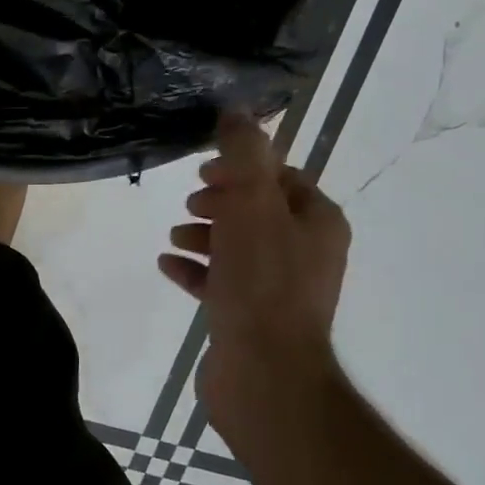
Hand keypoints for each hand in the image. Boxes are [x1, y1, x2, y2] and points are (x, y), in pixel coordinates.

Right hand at [159, 110, 350, 445]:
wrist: (263, 373)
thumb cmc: (261, 283)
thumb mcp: (251, 206)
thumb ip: (245, 156)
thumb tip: (237, 111)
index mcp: (317, 223)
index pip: (281, 178)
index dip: (243, 169)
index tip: (206, 171)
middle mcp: (305, 253)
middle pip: (257, 212)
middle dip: (221, 202)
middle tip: (191, 202)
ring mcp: (278, 290)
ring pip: (238, 247)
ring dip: (204, 235)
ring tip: (175, 236)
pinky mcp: (251, 318)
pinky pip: (221, 283)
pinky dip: (196, 270)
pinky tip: (168, 265)